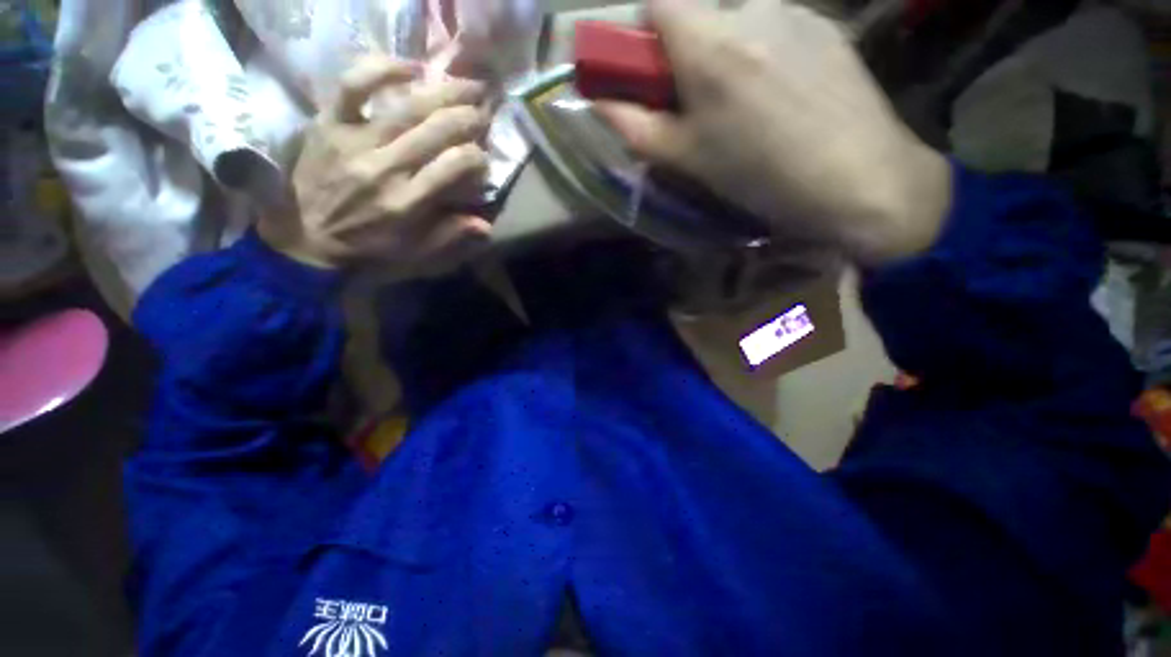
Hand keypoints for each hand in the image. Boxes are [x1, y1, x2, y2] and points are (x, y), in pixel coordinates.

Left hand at [258, 57, 492, 273]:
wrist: (304, 236)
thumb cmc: (367, 245)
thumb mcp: (414, 252)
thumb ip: (450, 235)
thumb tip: (485, 225)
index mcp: (407, 202)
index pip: (453, 167)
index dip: (477, 157)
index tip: (484, 157)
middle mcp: (385, 168)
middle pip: (436, 131)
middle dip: (469, 118)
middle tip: (484, 111)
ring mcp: (355, 140)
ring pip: (407, 106)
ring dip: (443, 92)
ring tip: (465, 85)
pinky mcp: (329, 122)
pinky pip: (354, 85)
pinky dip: (382, 69)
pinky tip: (410, 68)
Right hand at [598, 0, 952, 264]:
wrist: (858, 178)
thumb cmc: (759, 176)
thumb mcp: (687, 159)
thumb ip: (636, 128)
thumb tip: (599, 102)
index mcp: (710, 44)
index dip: (645, 30)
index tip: (652, 71)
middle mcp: (751, 9)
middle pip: (698, 11)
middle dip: (686, 50)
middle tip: (699, 103)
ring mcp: (796, 11)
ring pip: (738, 19)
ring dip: (726, 52)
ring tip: (746, 107)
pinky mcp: (827, 25)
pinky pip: (776, 27)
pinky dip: (763, 53)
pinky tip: (781, 97)